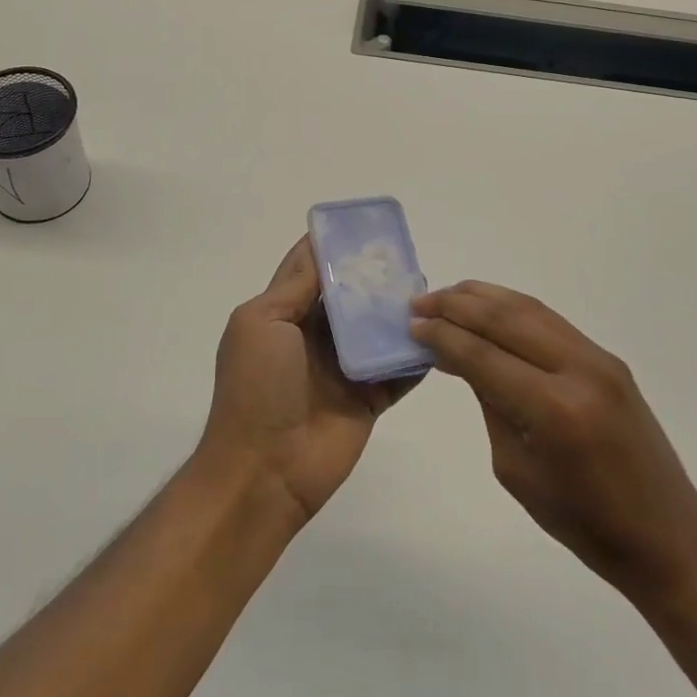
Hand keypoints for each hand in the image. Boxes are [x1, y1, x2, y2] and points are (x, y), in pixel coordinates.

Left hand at [200, 238, 415, 523]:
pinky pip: (398, 371)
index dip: (332, 246)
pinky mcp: (368, 399)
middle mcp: (315, 337)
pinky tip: (439, 333)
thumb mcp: (262, 323)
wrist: (265, 471)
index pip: (310, 270)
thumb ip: (294, 288)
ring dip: (398, 312)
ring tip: (429, 289)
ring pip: (377, 331)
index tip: (363, 224)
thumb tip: (317, 246)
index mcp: (284, 316)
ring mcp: (343, 369)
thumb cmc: (256, 387)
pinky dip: (416, 355)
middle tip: (407, 254)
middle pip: (350, 298)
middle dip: (374, 276)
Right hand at [410, 281, 696, 604]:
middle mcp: (578, 370)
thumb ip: (491, 404)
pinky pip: (550, 321)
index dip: (443, 337)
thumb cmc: (583, 523)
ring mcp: (599, 358)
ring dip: (484, 298)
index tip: (411, 326)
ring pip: (529, 309)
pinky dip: (513, 308)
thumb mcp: (517, 470)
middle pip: (505, 320)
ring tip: (447, 295)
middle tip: (419, 303)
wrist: (666, 535)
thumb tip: (464, 356)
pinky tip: (490, 307)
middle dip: (456, 306)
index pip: (483, 356)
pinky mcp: (608, 358)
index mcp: (554, 410)